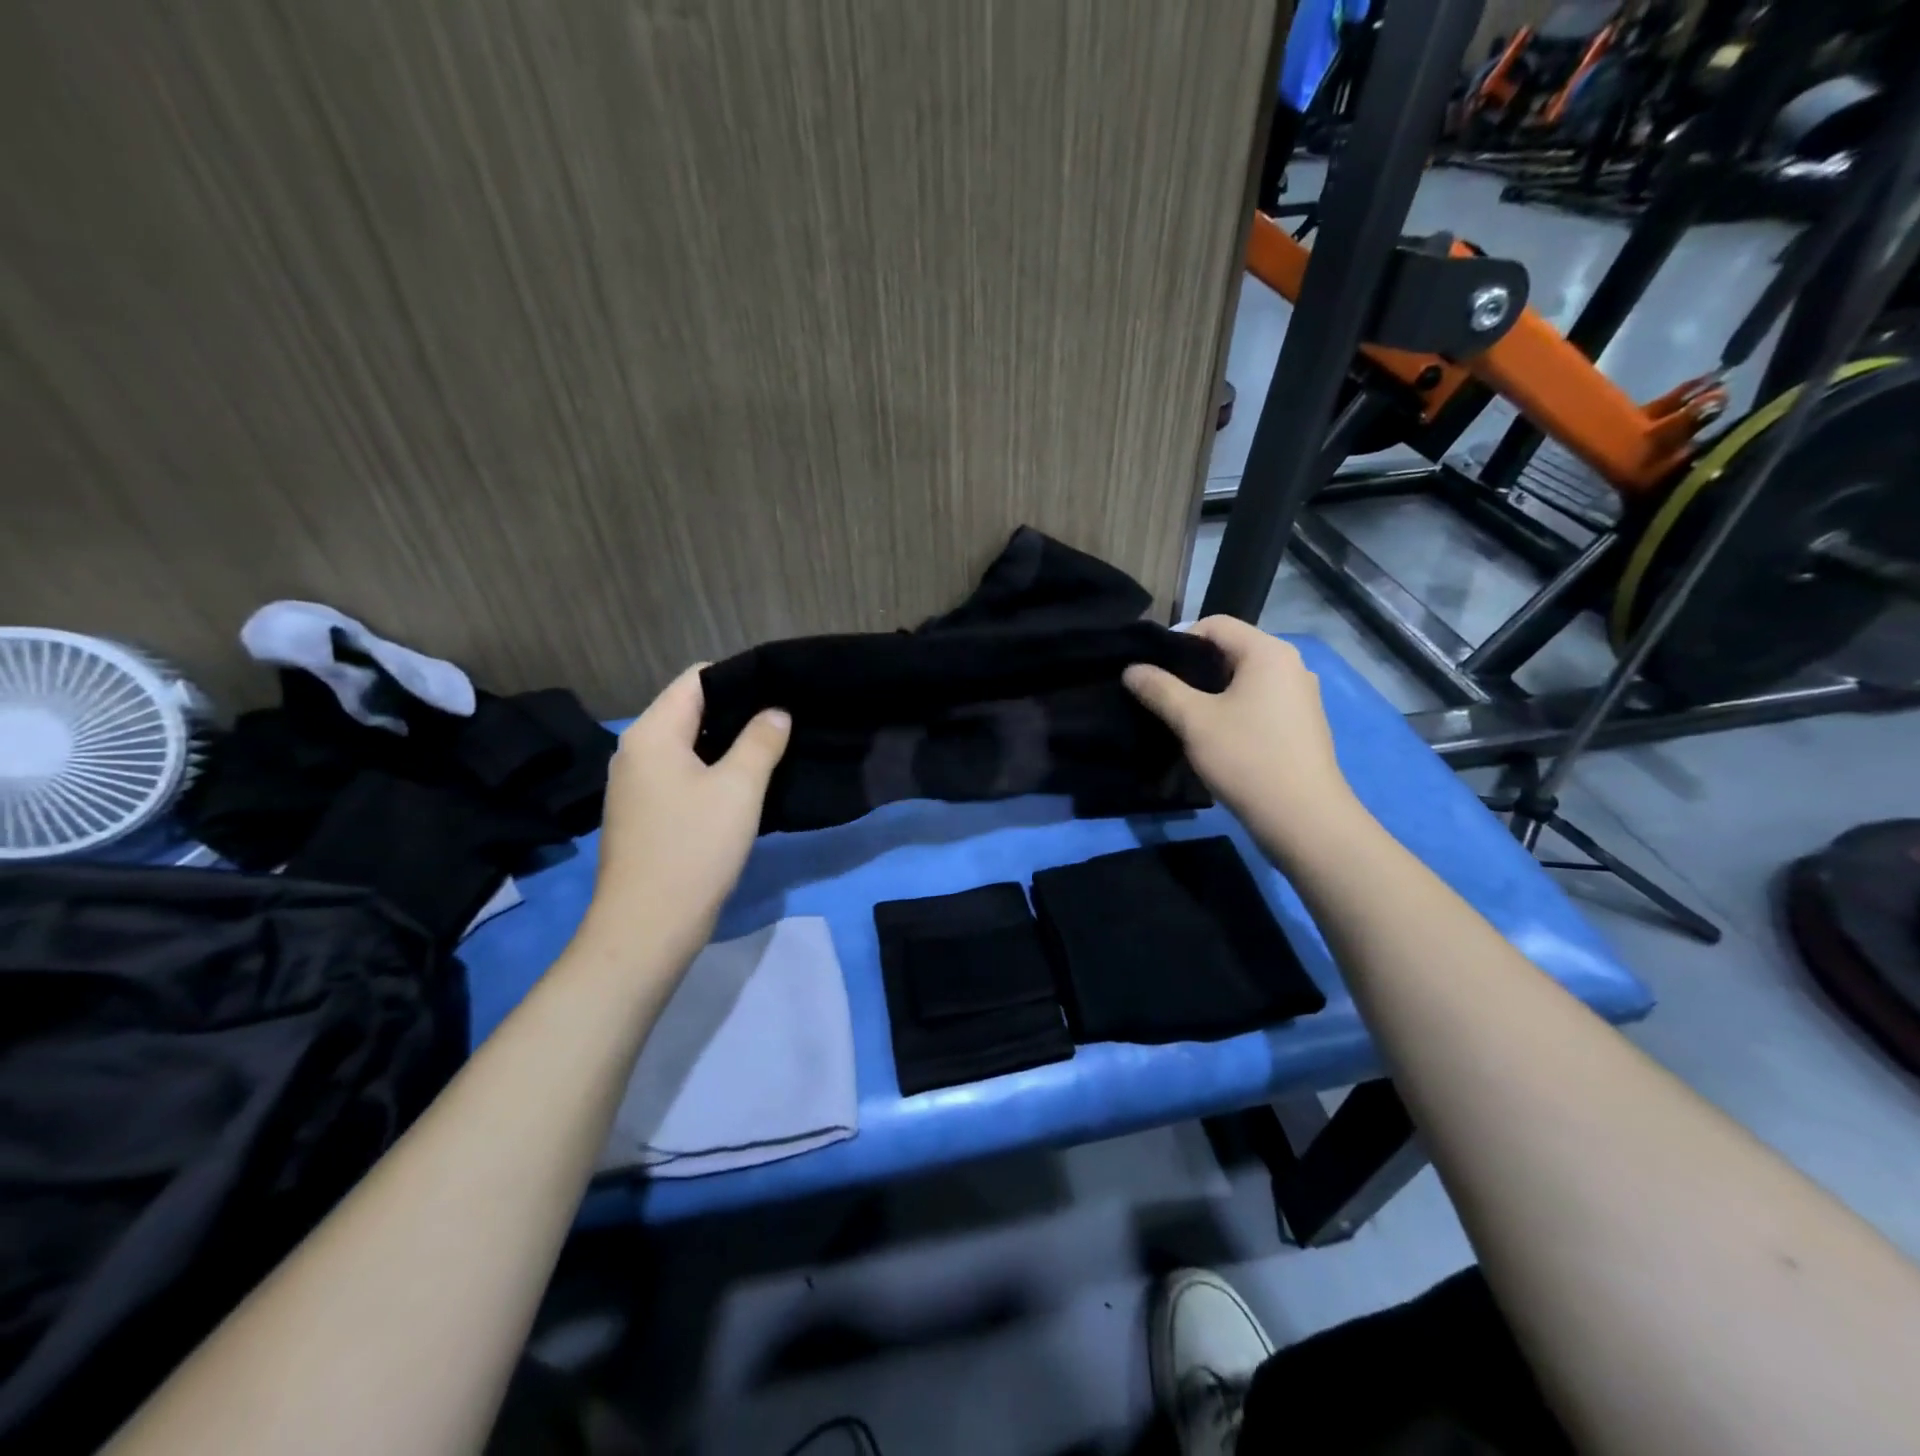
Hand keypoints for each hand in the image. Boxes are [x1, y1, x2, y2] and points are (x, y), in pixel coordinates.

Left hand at [580, 665, 789, 967]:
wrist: (647, 927)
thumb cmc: (694, 848)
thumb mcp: (739, 788)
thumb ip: (761, 741)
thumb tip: (776, 711)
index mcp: (651, 733)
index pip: (696, 678)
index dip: (740, 677)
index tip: (780, 690)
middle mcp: (635, 750)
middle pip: (689, 710)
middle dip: (737, 712)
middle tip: (784, 721)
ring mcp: (634, 785)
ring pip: (686, 746)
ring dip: (726, 745)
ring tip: (771, 750)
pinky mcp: (642, 814)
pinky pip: (680, 775)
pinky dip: (710, 772)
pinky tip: (742, 788)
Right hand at [1123, 617, 1357, 852]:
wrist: (1302, 818)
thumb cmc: (1247, 758)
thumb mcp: (1193, 721)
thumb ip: (1160, 689)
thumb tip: (1132, 669)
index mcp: (1268, 652)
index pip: (1215, 624)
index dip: (1179, 640)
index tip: (1154, 671)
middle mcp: (1291, 664)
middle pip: (1232, 649)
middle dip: (1194, 668)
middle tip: (1164, 695)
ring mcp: (1301, 695)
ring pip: (1245, 678)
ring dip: (1213, 691)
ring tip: (1186, 718)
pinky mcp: (1302, 723)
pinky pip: (1260, 701)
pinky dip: (1235, 709)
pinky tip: (1217, 737)